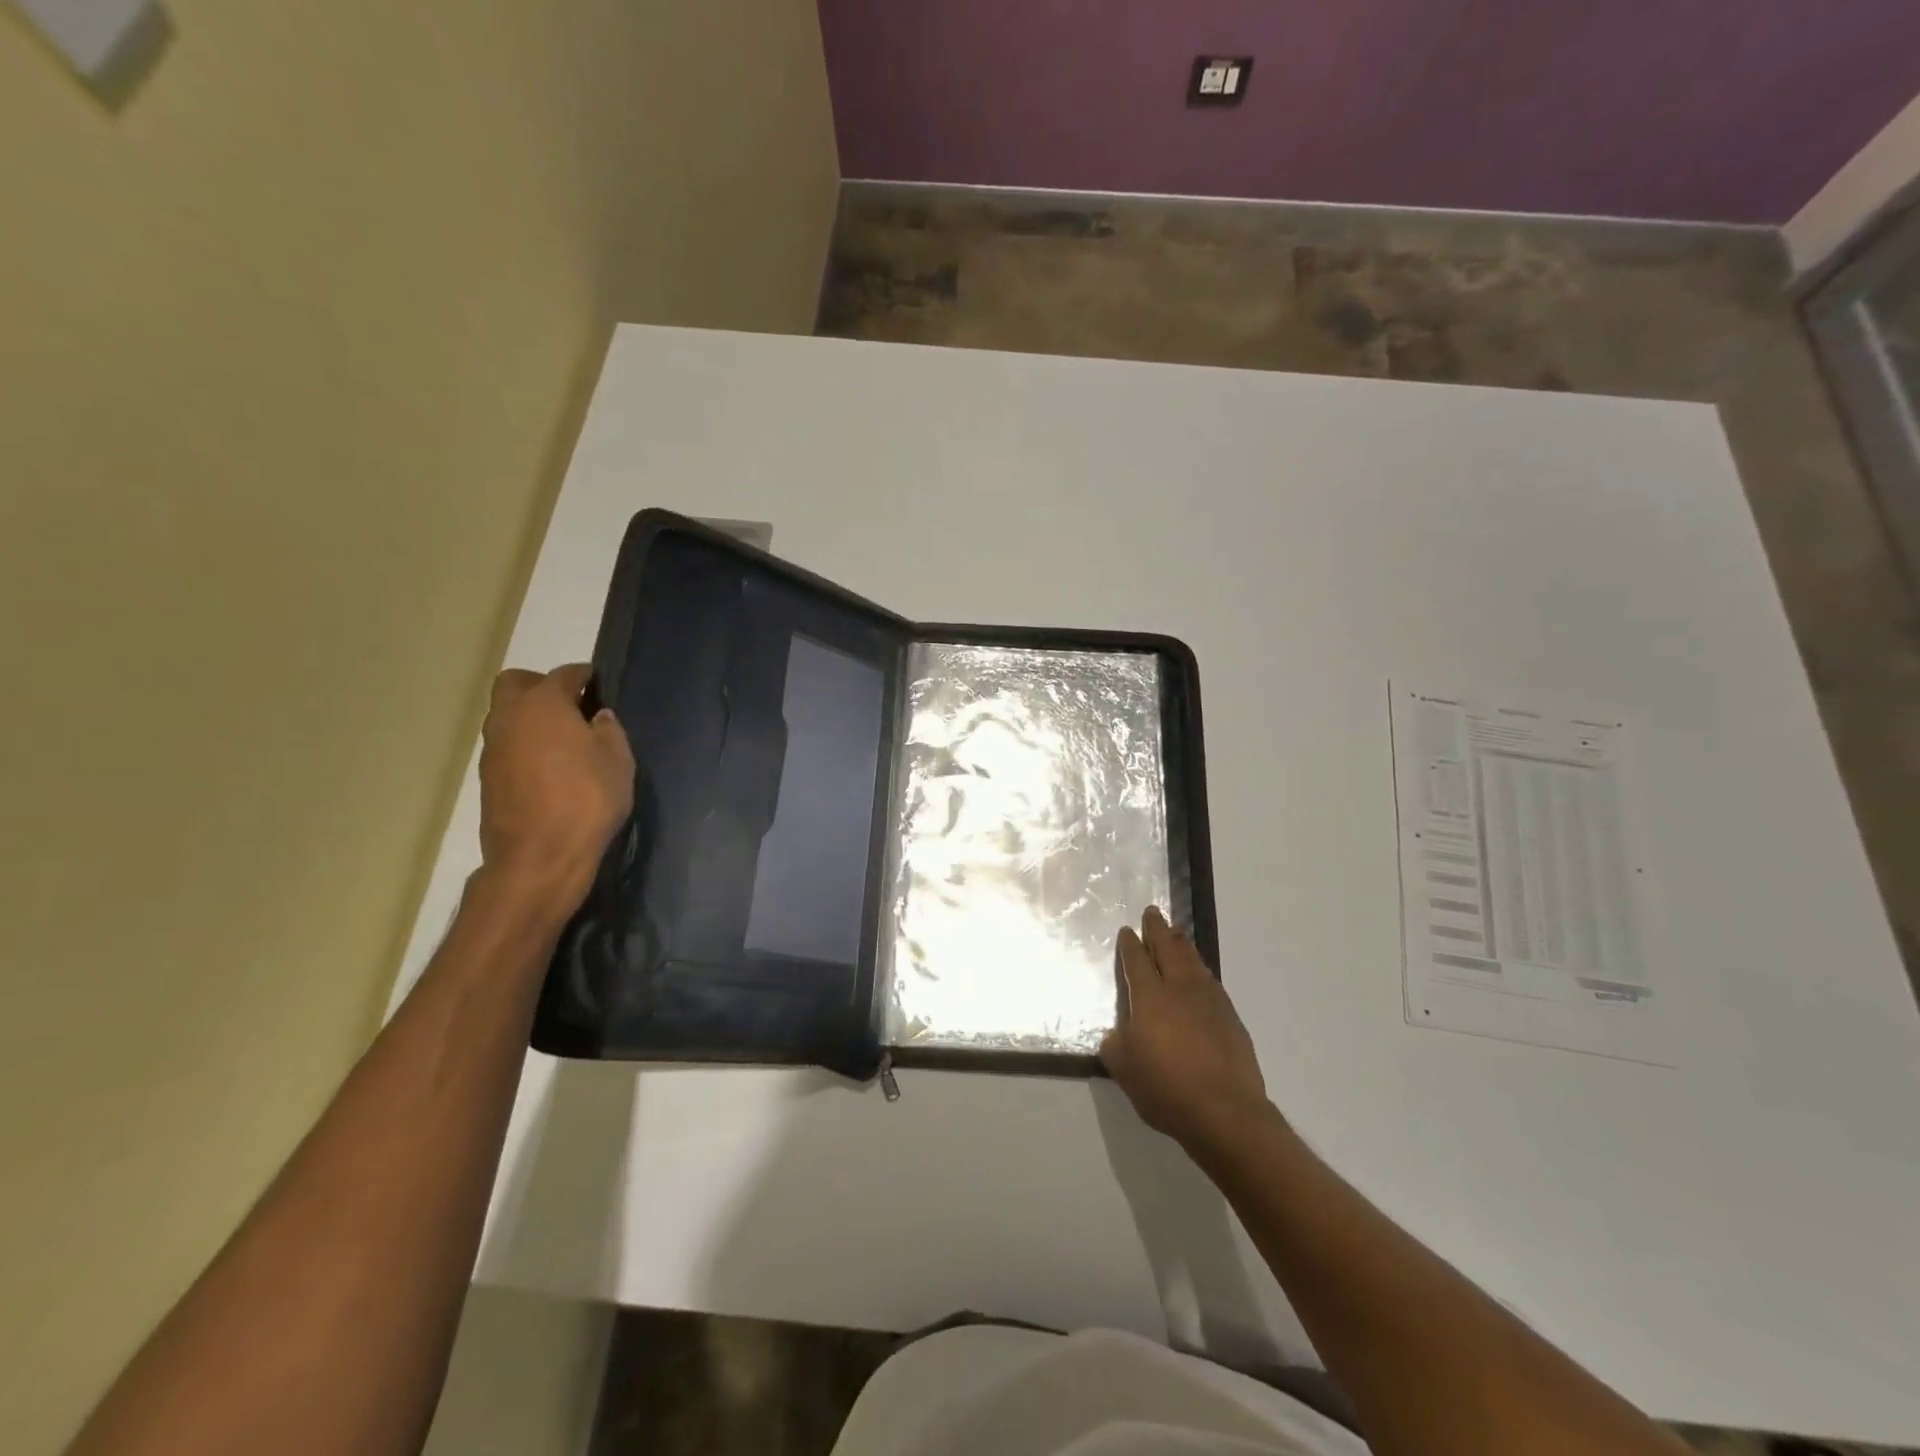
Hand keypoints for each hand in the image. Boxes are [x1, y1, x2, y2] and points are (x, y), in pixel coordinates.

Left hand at [476, 663, 634, 917]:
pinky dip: (525, 744)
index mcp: (543, 705)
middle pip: (515, 683)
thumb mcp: (618, 761)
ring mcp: (493, 749)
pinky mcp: (488, 778)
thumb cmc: (587, 800)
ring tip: (565, 739)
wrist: (539, 856)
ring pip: (507, 715)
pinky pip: (507, 745)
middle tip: (571, 703)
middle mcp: (509, 718)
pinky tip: (551, 766)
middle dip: (541, 685)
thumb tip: (597, 717)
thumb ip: (609, 731)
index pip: (563, 675)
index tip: (597, 682)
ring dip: (531, 717)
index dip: (583, 675)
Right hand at [1101, 907, 1270, 1152]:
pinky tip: (1199, 972)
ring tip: (1176, 933)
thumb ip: (1115, 1044)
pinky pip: (1209, 980)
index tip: (1128, 930)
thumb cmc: (1166, 1089)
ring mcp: (1209, 1001)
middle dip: (1158, 929)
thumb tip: (1118, 1032)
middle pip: (1167, 949)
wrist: (1225, 1112)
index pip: (1137, 961)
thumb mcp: (1124, 1070)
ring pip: (1192, 960)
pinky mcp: (1230, 1017)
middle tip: (1152, 912)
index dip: (1130, 944)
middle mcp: (1179, 989)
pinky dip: (1200, 967)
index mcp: (1150, 998)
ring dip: (1181, 944)